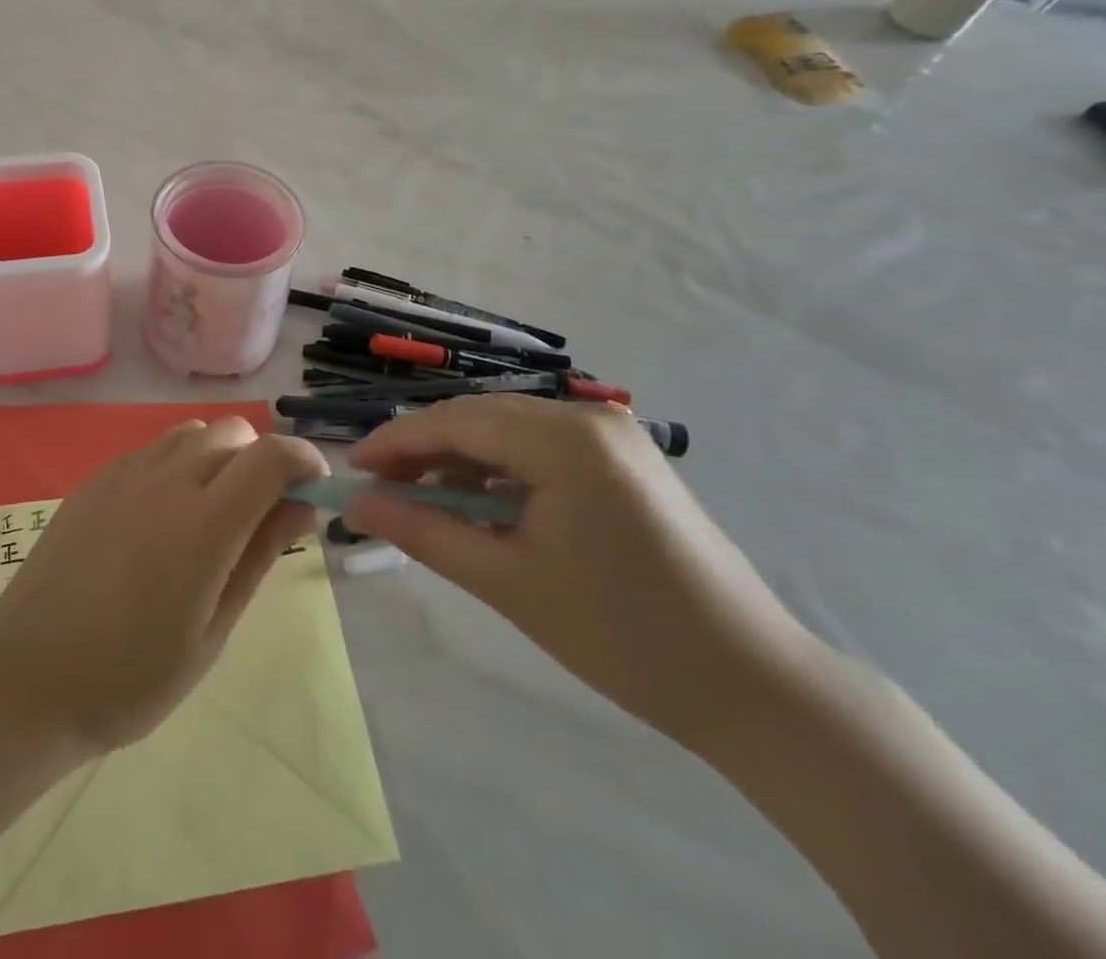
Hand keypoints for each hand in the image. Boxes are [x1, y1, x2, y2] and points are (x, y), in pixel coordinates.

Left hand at [0, 418, 321, 754]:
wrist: (28, 678)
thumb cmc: (132, 676)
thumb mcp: (213, 630)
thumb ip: (260, 555)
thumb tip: (302, 505)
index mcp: (206, 521)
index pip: (272, 456)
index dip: (303, 460)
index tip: (313, 488)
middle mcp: (168, 479)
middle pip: (233, 433)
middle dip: (260, 459)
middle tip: (259, 512)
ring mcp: (125, 473)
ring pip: (191, 432)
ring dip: (217, 455)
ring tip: (210, 510)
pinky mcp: (95, 479)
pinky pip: (151, 448)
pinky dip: (176, 462)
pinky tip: (161, 513)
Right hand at [346, 396, 815, 749]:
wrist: (754, 688)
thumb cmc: (622, 636)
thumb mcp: (507, 581)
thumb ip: (423, 531)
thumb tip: (354, 503)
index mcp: (564, 438)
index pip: (454, 421)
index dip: (394, 442)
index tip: (350, 471)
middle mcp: (588, 417)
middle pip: (478, 418)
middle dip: (422, 451)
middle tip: (380, 491)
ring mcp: (612, 435)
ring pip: (507, 430)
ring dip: (459, 460)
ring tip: (422, 502)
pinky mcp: (624, 459)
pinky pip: (539, 447)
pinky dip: (499, 470)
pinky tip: (479, 503)